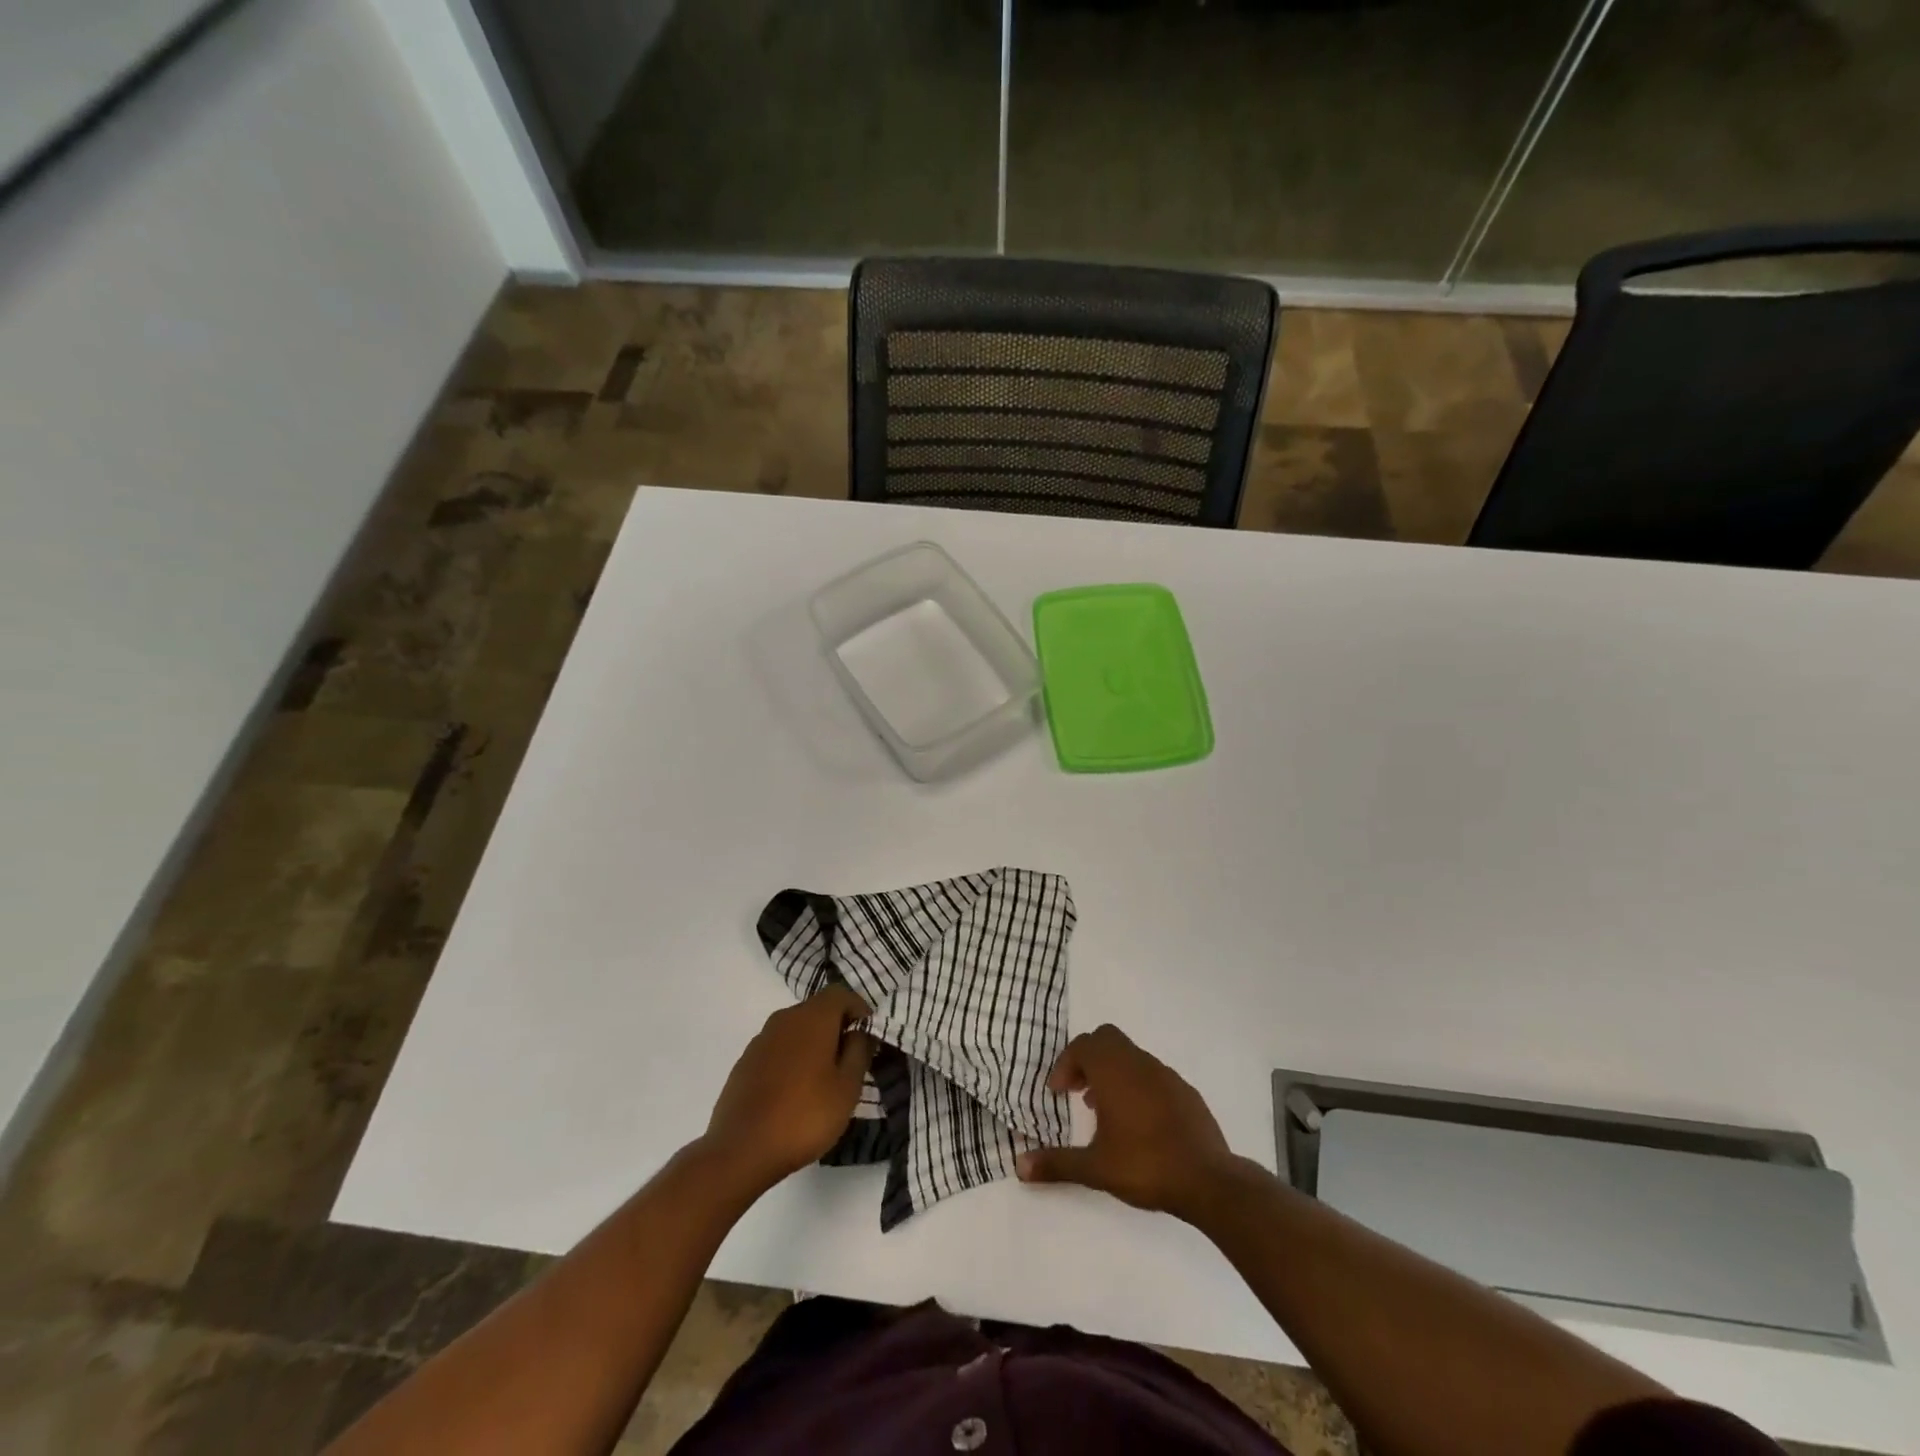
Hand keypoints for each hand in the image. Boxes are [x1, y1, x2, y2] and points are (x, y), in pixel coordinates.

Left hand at [701, 985, 876, 1196]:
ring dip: (814, 1044)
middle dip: (837, 1028)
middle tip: (850, 1061)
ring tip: (824, 1080)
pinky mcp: (745, 1063)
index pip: (841, 993)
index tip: (868, 1036)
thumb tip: (861, 1031)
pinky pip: (778, 1049)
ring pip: (796, 1030)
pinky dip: (792, 1059)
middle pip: (817, 1009)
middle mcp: (784, 1019)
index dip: (859, 1009)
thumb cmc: (804, 1116)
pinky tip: (794, 1092)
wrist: (740, 1151)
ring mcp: (760, 1040)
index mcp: (812, 1018)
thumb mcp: (847, 1088)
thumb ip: (859, 1051)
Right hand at [1016, 1023, 1234, 1220]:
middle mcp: (1138, 1063)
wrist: (1208, 1180)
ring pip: (1130, 1056)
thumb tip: (1019, 1166)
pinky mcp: (1185, 1091)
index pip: (1082, 1045)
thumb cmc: (1145, 1165)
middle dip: (1088, 1059)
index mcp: (1113, 1072)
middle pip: (1106, 1039)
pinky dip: (1137, 1085)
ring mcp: (1166, 1074)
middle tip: (1078, 1091)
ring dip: (1112, 1073)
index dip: (1065, 1064)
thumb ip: (1057, 1163)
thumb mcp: (1095, 1168)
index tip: (1058, 1093)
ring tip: (1105, 1111)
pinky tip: (1139, 1122)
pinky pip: (1152, 1074)